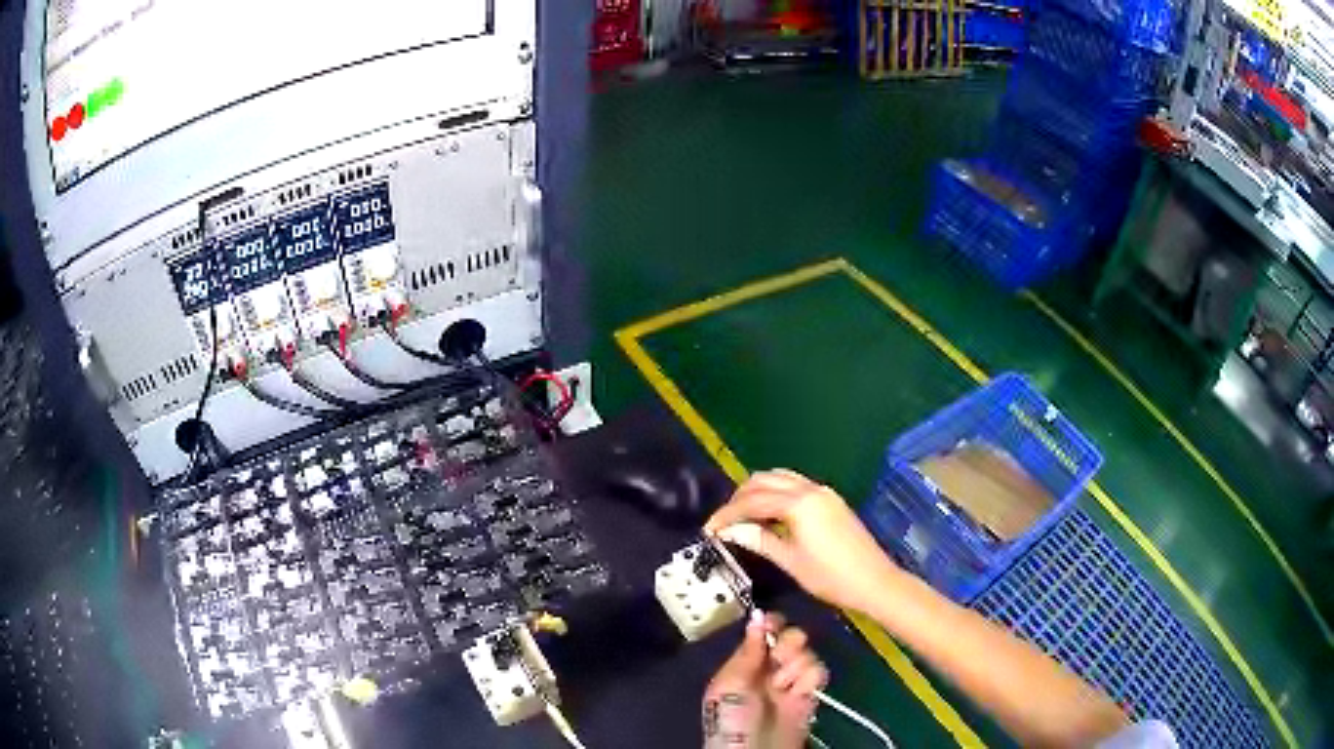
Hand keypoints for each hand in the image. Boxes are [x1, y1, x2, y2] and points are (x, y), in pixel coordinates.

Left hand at [703, 611, 826, 748]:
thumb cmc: (732, 717)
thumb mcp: (729, 684)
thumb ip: (747, 652)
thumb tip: (758, 616)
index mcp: (744, 664)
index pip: (762, 635)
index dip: (770, 624)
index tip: (775, 621)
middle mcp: (769, 671)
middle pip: (790, 639)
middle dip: (788, 642)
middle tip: (780, 657)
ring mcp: (790, 683)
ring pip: (806, 654)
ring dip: (796, 664)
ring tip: (783, 684)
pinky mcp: (809, 696)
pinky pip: (818, 673)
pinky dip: (809, 677)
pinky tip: (797, 691)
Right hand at [705, 469, 902, 613]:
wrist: (874, 581)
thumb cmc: (831, 577)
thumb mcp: (790, 561)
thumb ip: (759, 540)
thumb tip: (730, 531)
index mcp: (798, 504)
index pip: (752, 501)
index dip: (727, 514)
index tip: (709, 529)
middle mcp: (810, 489)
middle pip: (764, 481)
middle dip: (740, 498)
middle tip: (725, 522)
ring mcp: (823, 492)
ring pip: (780, 478)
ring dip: (758, 492)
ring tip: (743, 517)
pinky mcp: (831, 500)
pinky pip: (795, 486)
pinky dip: (776, 494)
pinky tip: (769, 516)